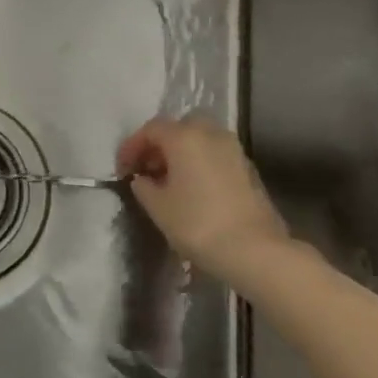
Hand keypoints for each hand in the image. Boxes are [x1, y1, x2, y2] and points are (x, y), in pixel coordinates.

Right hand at [116, 116, 288, 283]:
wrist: (254, 249)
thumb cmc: (198, 224)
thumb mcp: (158, 208)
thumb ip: (144, 186)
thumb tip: (143, 178)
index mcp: (184, 136)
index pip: (151, 130)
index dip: (132, 146)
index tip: (122, 169)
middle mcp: (210, 133)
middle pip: (179, 128)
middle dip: (160, 144)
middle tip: (148, 169)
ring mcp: (233, 149)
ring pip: (201, 139)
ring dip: (182, 153)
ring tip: (169, 180)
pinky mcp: (248, 168)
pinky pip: (216, 155)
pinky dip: (200, 162)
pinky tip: (194, 188)